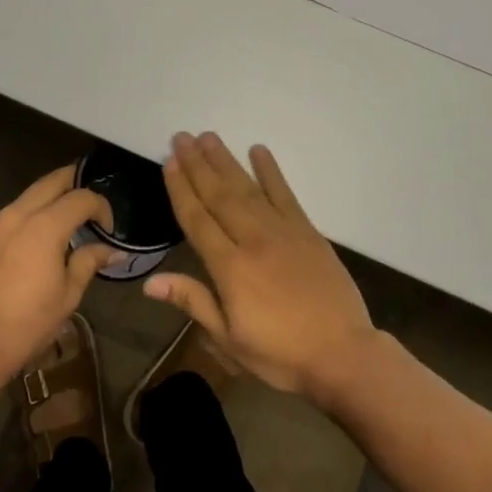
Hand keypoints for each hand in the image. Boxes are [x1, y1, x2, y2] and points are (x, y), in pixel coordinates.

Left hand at [0, 165, 117, 392]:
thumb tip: (112, 250)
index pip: (82, 198)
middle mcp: (18, 214)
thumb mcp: (67, 296)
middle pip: (53, 181)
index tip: (109, 230)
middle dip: (77, 183)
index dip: (102, 207)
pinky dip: (35, 210)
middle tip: (93, 204)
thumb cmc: (25, 324)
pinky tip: (44, 233)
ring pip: (32, 193)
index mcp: (44, 226)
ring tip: (72, 217)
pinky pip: (16, 210)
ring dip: (54, 196)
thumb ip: (89, 262)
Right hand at [145, 132, 377, 400]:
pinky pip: (285, 193)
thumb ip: (193, 302)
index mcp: (230, 267)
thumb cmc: (280, 354)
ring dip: (226, 161)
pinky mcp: (307, 230)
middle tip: (181, 137)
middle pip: (219, 195)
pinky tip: (258, 150)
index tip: (169, 162)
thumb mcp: (229, 340)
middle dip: (198, 165)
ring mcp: (282, 231)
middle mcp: (253, 239)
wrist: (341, 353)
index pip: (197, 219)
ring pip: (247, 188)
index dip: (181, 189)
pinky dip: (270, 171)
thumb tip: (150, 281)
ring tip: (208, 137)